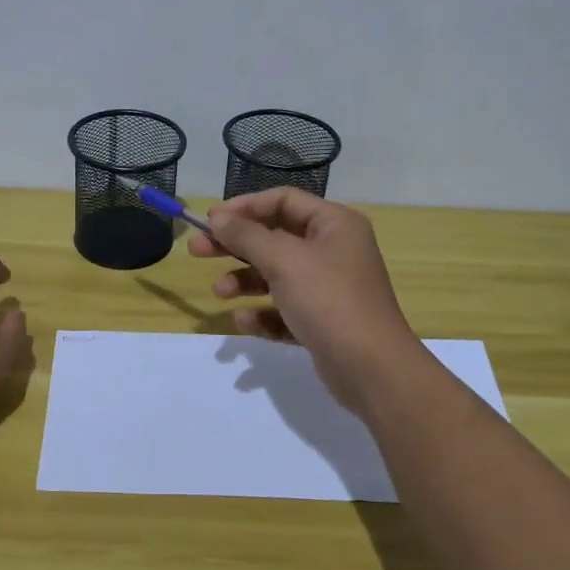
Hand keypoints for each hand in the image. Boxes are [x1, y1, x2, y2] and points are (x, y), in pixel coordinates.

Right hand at [189, 188, 420, 410]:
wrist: (372, 369)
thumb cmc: (328, 300)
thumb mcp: (283, 260)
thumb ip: (246, 236)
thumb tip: (217, 218)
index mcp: (334, 224)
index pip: (283, 201)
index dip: (244, 207)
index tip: (210, 220)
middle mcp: (334, 250)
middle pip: (274, 237)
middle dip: (235, 245)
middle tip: (197, 251)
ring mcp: (329, 288)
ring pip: (277, 275)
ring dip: (245, 280)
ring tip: (220, 292)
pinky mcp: (323, 322)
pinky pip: (285, 309)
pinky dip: (264, 313)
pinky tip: (245, 322)